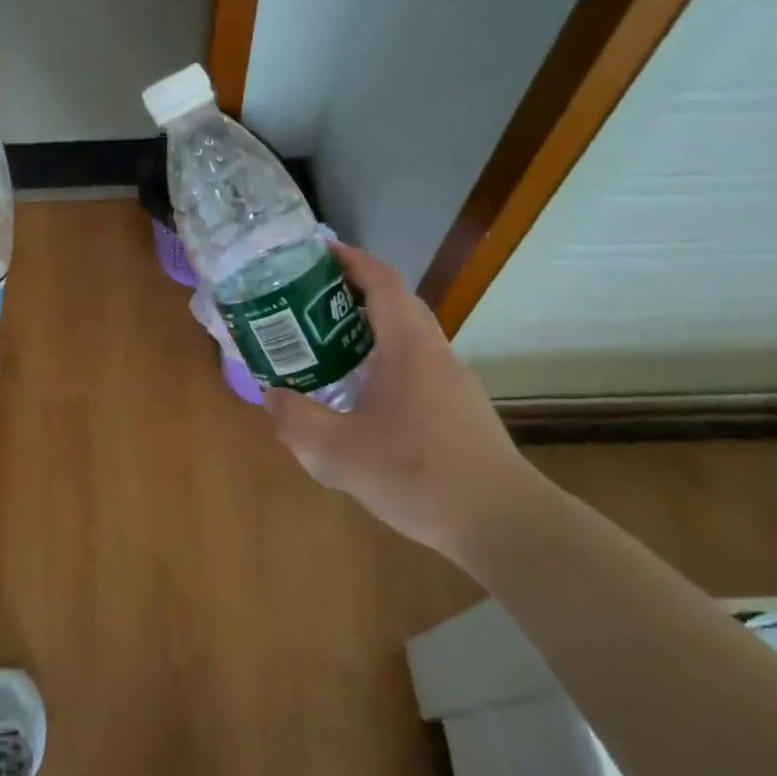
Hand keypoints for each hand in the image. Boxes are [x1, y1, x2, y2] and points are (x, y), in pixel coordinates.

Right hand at [262, 242, 544, 560]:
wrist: (504, 523)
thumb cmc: (421, 476)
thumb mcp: (340, 454)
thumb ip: (297, 420)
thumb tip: (272, 395)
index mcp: (408, 347)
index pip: (382, 281)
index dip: (350, 260)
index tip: (316, 252)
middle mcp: (434, 353)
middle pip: (395, 302)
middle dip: (352, 290)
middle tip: (308, 297)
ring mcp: (452, 381)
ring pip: (406, 335)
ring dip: (368, 326)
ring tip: (325, 341)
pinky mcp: (457, 408)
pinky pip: (414, 364)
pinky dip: (382, 357)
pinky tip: (359, 393)